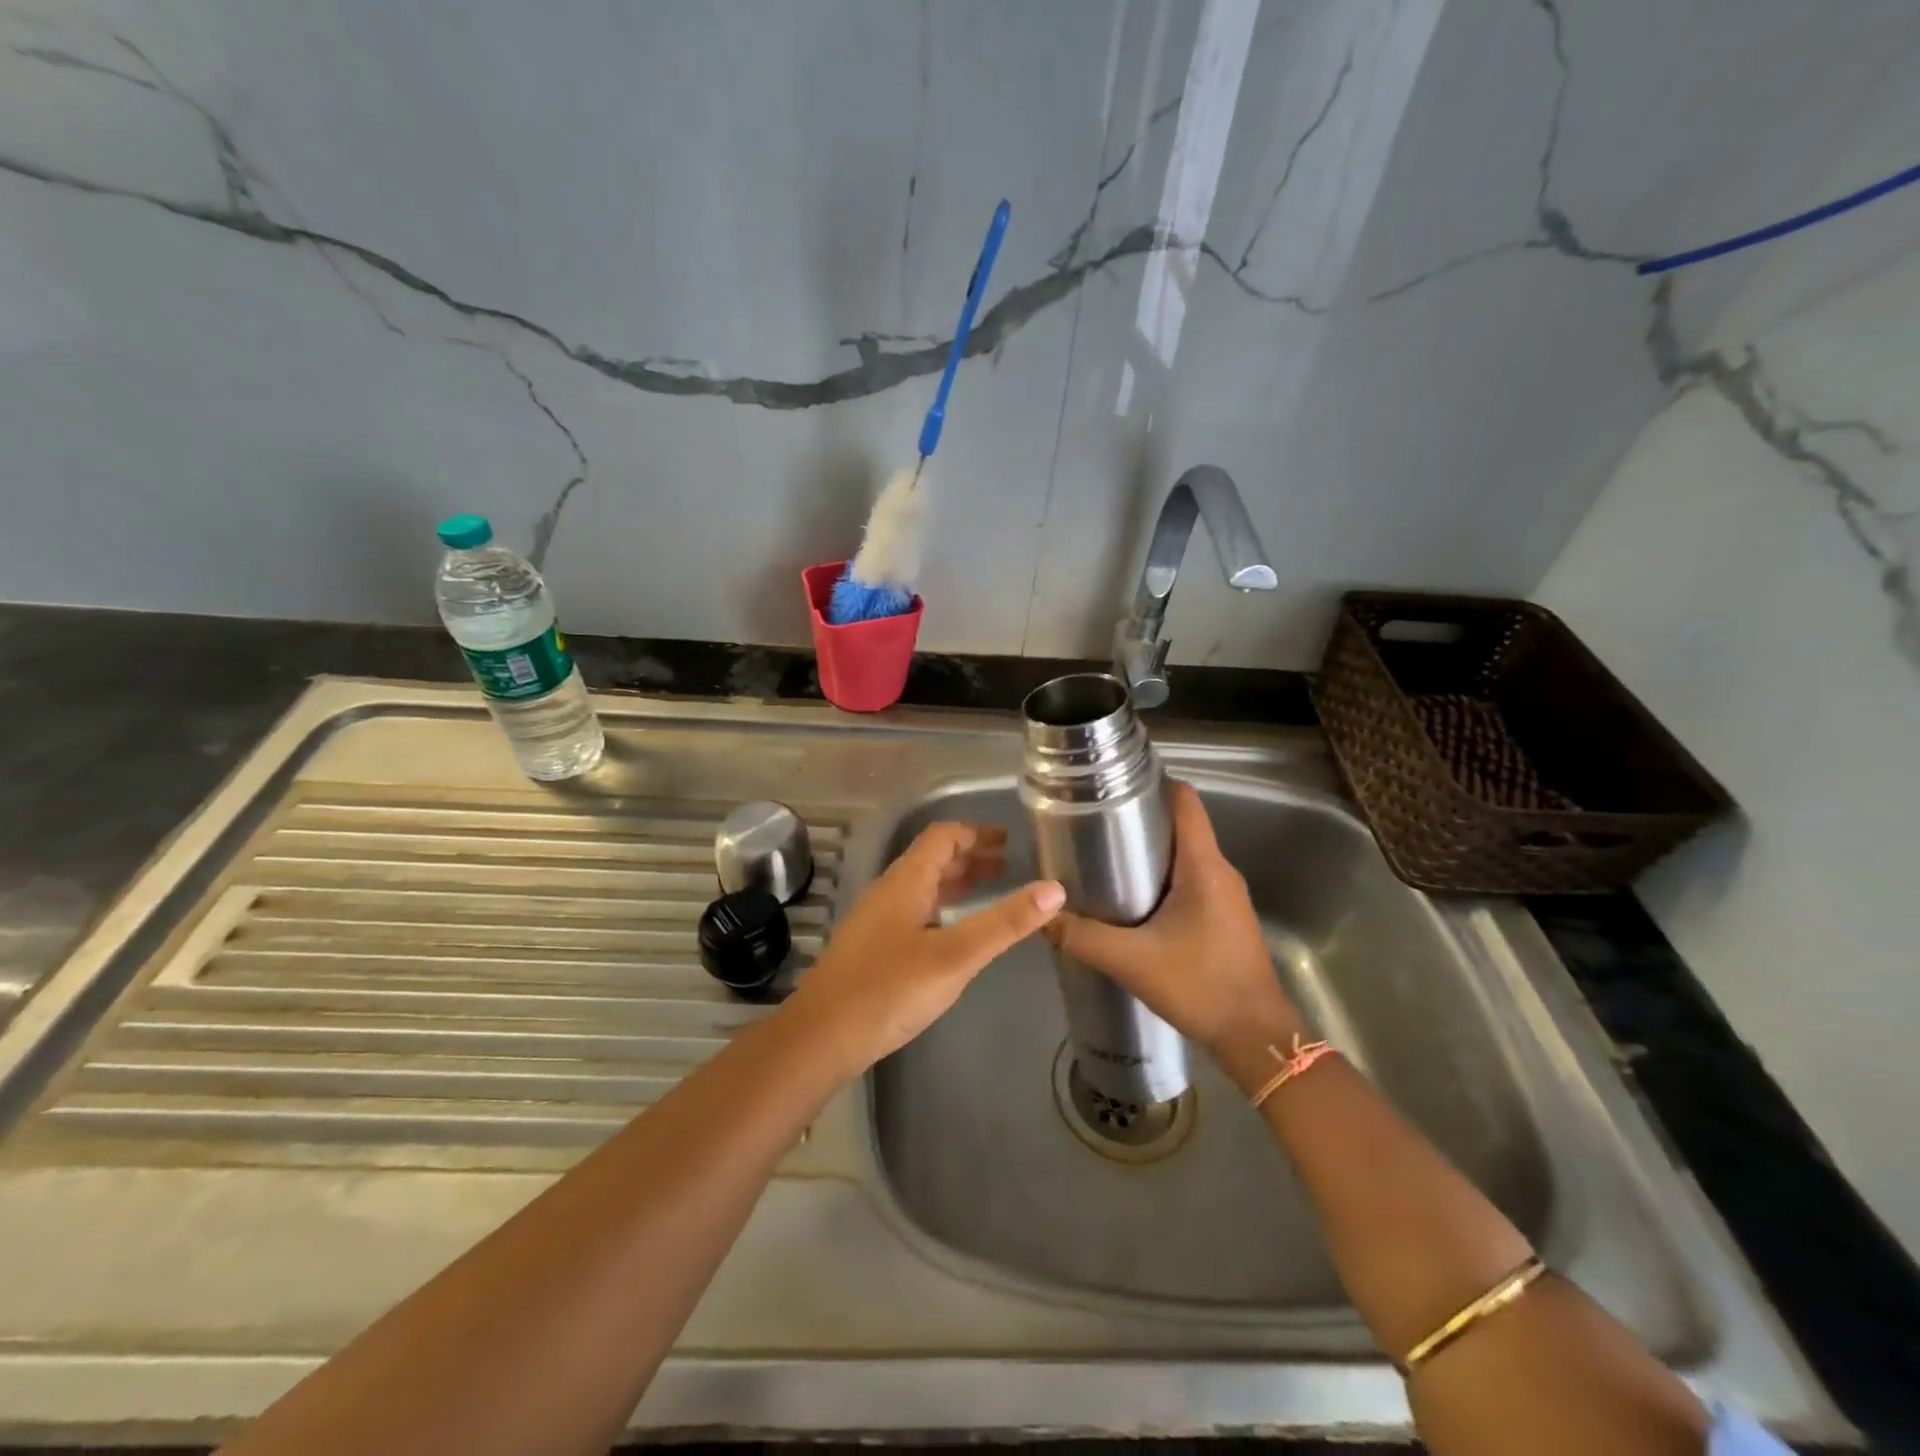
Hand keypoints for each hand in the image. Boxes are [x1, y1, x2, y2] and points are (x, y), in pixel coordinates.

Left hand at [784, 823, 1064, 1076]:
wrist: (821, 1037)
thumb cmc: (890, 990)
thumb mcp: (956, 956)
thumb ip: (1005, 923)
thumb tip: (1054, 889)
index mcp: (906, 881)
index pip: (943, 836)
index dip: (976, 833)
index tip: (1010, 842)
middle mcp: (888, 891)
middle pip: (932, 858)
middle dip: (970, 857)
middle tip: (1009, 867)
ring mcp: (876, 919)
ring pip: (921, 886)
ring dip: (955, 882)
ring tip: (989, 891)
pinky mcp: (871, 946)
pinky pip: (912, 910)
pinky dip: (941, 907)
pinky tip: (953, 932)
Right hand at [1044, 781, 1304, 1089]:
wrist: (1256, 1038)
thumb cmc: (1200, 986)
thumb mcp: (1132, 961)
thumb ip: (1082, 938)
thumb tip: (1041, 917)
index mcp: (1204, 866)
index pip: (1185, 801)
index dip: (1152, 784)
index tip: (1113, 786)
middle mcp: (1220, 871)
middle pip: (1180, 826)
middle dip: (1139, 820)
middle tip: (1093, 825)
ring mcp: (1226, 896)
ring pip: (1184, 856)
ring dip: (1149, 853)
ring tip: (1104, 860)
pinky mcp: (1224, 918)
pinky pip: (1190, 881)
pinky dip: (1161, 879)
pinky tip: (1132, 902)